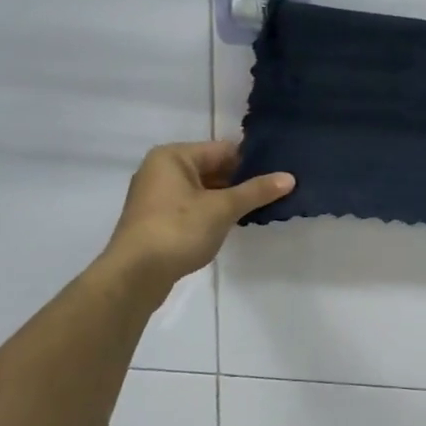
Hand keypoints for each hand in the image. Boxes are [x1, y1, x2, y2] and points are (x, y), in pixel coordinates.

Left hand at [102, 141, 293, 289]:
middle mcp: (162, 169)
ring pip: (204, 189)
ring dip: (230, 199)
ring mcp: (157, 196)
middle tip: (278, 191)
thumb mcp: (222, 208)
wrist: (134, 275)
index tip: (281, 173)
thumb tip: (290, 177)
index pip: (223, 150)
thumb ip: (256, 191)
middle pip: (213, 168)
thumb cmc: (177, 230)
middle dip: (243, 181)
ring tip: (263, 207)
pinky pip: (194, 206)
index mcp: (173, 156)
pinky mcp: (158, 219)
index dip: (253, 161)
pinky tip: (236, 223)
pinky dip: (214, 212)